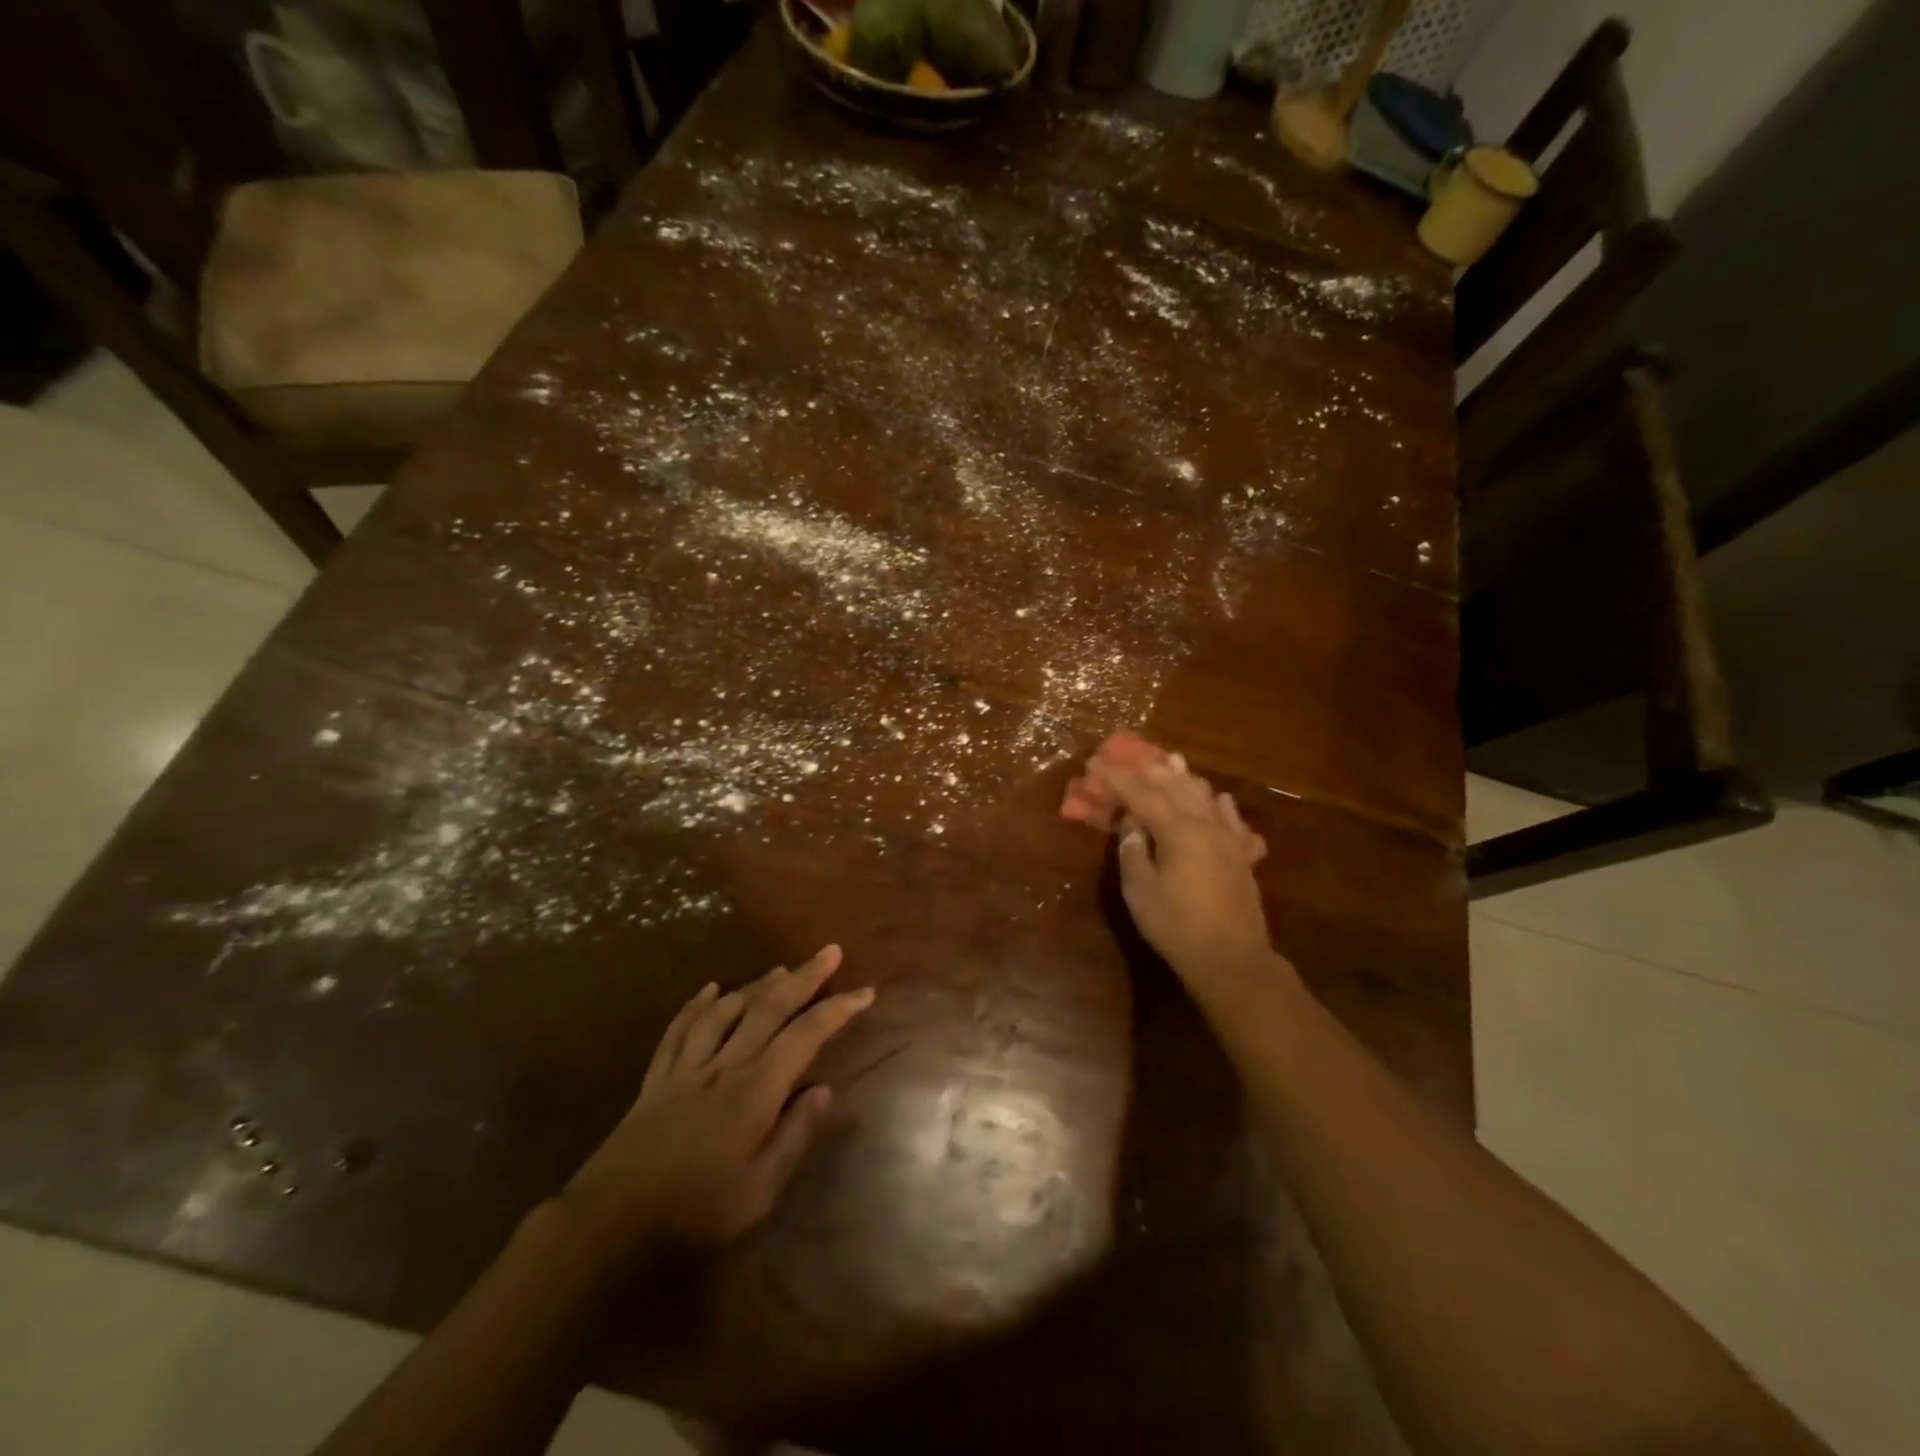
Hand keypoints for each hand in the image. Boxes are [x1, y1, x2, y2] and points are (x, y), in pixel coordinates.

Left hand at [550, 945, 872, 1277]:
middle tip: (829, 951)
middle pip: (769, 1008)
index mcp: (755, 1090)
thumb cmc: (695, 1213)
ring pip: (727, 1011)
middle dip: (804, 977)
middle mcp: (725, 1066)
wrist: (609, 1224)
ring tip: (780, 969)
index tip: (865, 992)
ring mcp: (687, 1069)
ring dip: (756, 986)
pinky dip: (695, 1006)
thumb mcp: (759, 1190)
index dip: (838, 1010)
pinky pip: (679, 1031)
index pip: (806, 1036)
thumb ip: (794, 1135)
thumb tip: (824, 1089)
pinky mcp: (656, 1080)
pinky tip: (708, 989)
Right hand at [1099, 758, 1280, 989]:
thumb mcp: (1141, 892)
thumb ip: (1133, 852)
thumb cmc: (1177, 927)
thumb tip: (1131, 824)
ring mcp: (1229, 839)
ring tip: (1172, 761)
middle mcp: (1206, 826)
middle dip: (1150, 770)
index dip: (1116, 778)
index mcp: (1178, 831)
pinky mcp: (1242, 857)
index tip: (1095, 765)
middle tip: (1129, 756)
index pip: (1141, 794)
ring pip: (1206, 797)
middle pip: (1176, 787)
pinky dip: (1220, 803)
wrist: (1233, 959)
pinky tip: (1219, 798)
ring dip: (1185, 778)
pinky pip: (1233, 820)